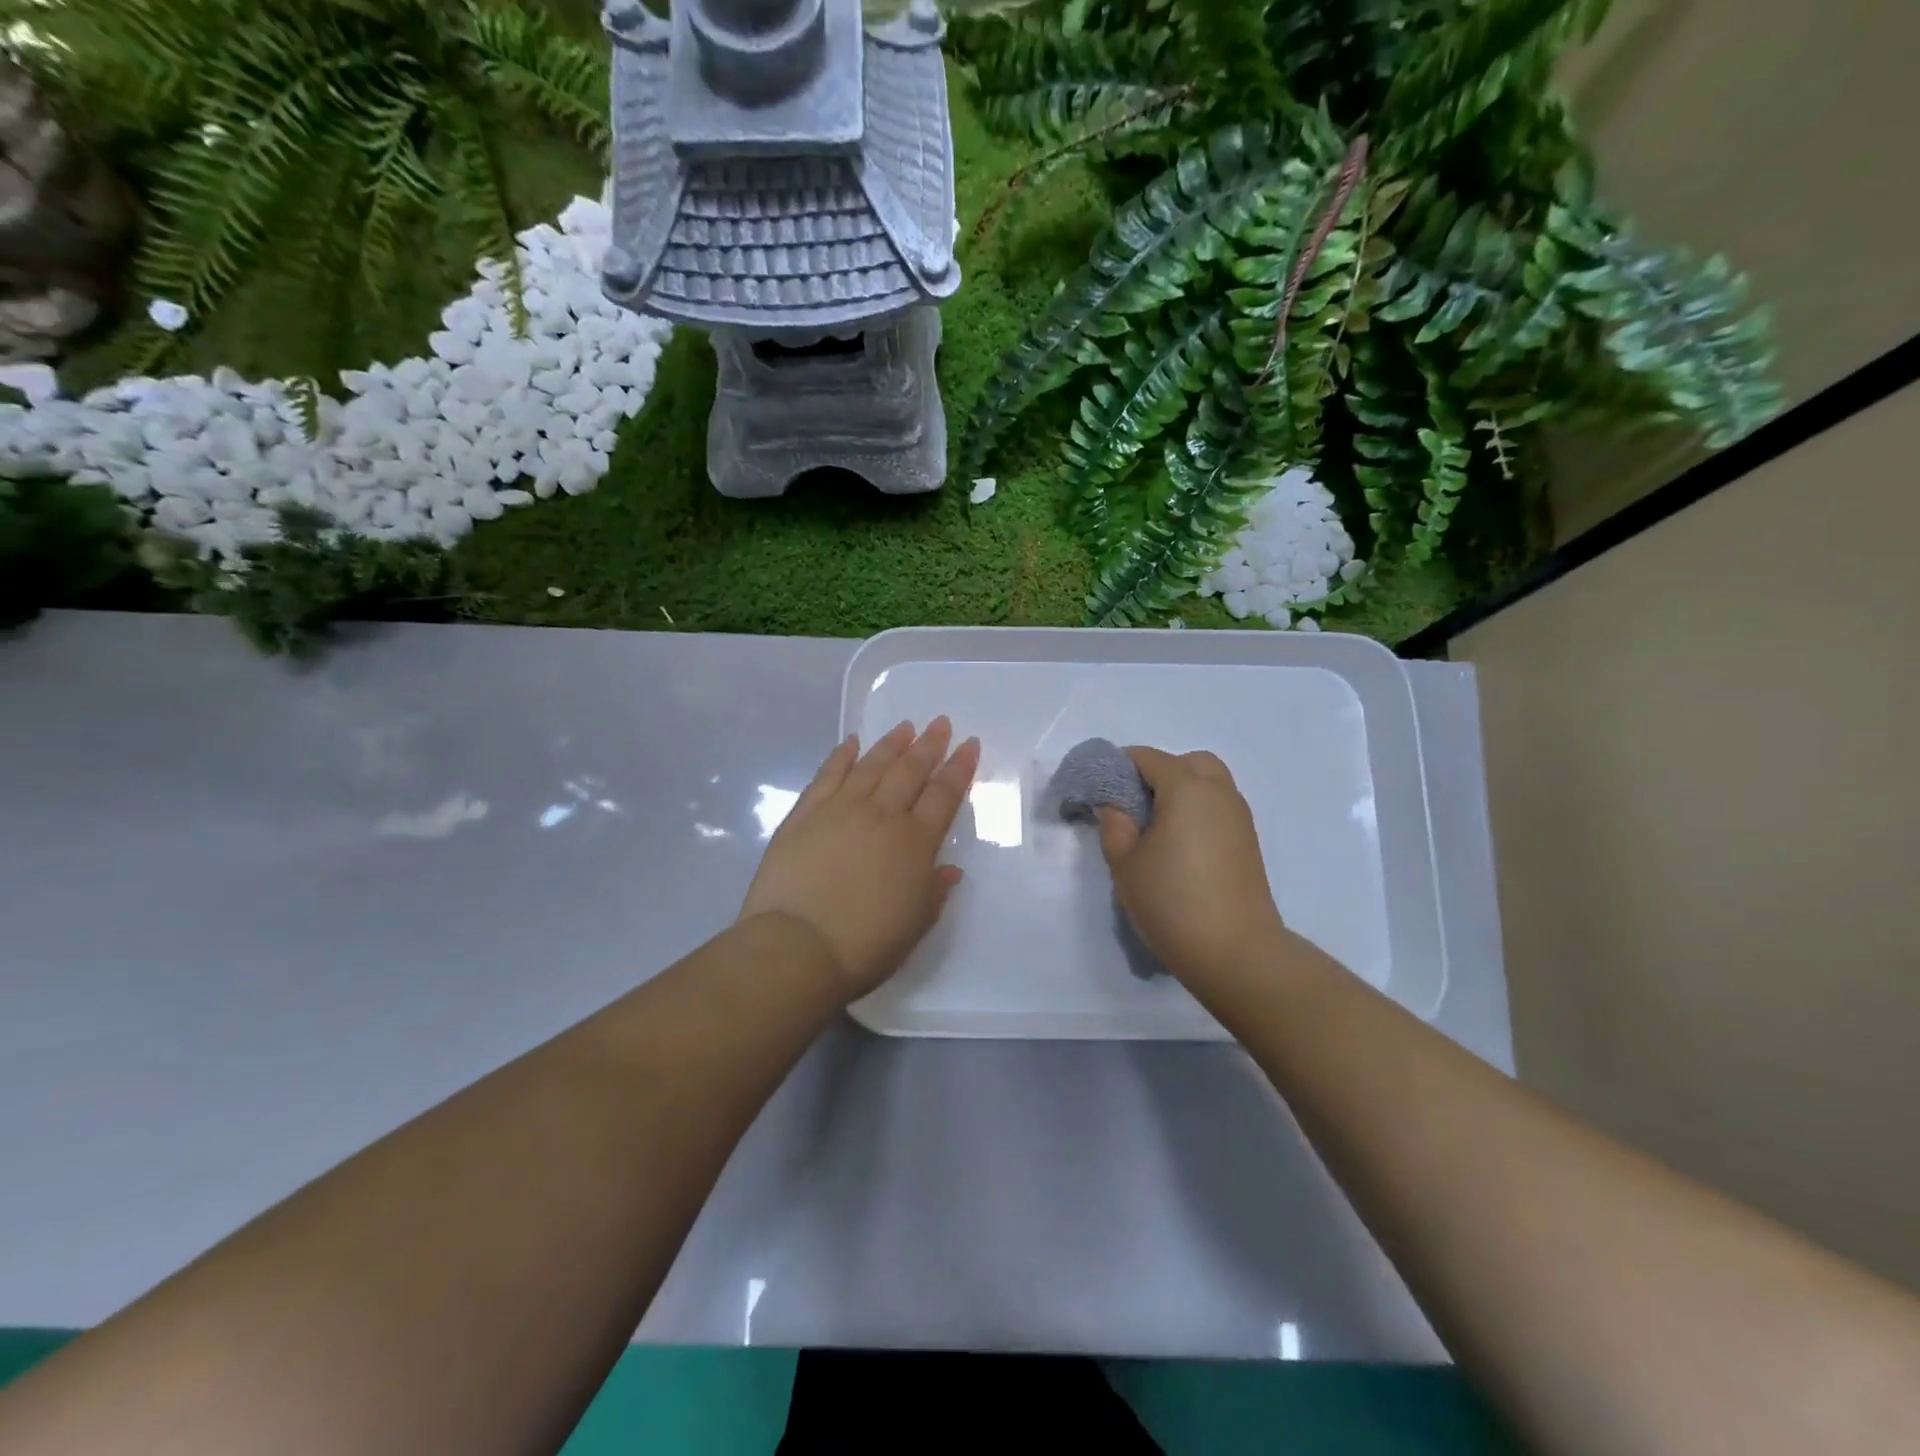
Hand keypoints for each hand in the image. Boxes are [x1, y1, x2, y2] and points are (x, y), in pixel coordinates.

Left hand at [740, 718, 980, 1001]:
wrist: (798, 947)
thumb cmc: (866, 944)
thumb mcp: (916, 924)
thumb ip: (935, 890)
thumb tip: (949, 869)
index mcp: (914, 842)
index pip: (943, 795)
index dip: (959, 768)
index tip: (969, 744)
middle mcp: (881, 815)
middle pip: (910, 771)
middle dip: (929, 745)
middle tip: (941, 723)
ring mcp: (840, 810)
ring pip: (871, 766)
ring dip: (891, 744)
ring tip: (905, 726)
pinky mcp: (804, 815)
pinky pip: (827, 775)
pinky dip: (841, 756)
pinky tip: (851, 742)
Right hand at [1096, 747, 1287, 996]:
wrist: (1236, 953)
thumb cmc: (1171, 901)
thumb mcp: (1125, 863)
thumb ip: (1114, 824)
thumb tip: (1113, 803)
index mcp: (1186, 788)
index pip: (1147, 758)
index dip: (1119, 767)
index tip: (1099, 792)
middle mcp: (1218, 792)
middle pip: (1188, 763)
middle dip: (1158, 773)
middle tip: (1134, 806)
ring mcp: (1239, 817)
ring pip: (1209, 784)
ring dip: (1181, 792)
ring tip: (1155, 829)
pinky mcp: (1248, 842)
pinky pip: (1219, 808)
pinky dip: (1198, 812)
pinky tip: (1179, 846)